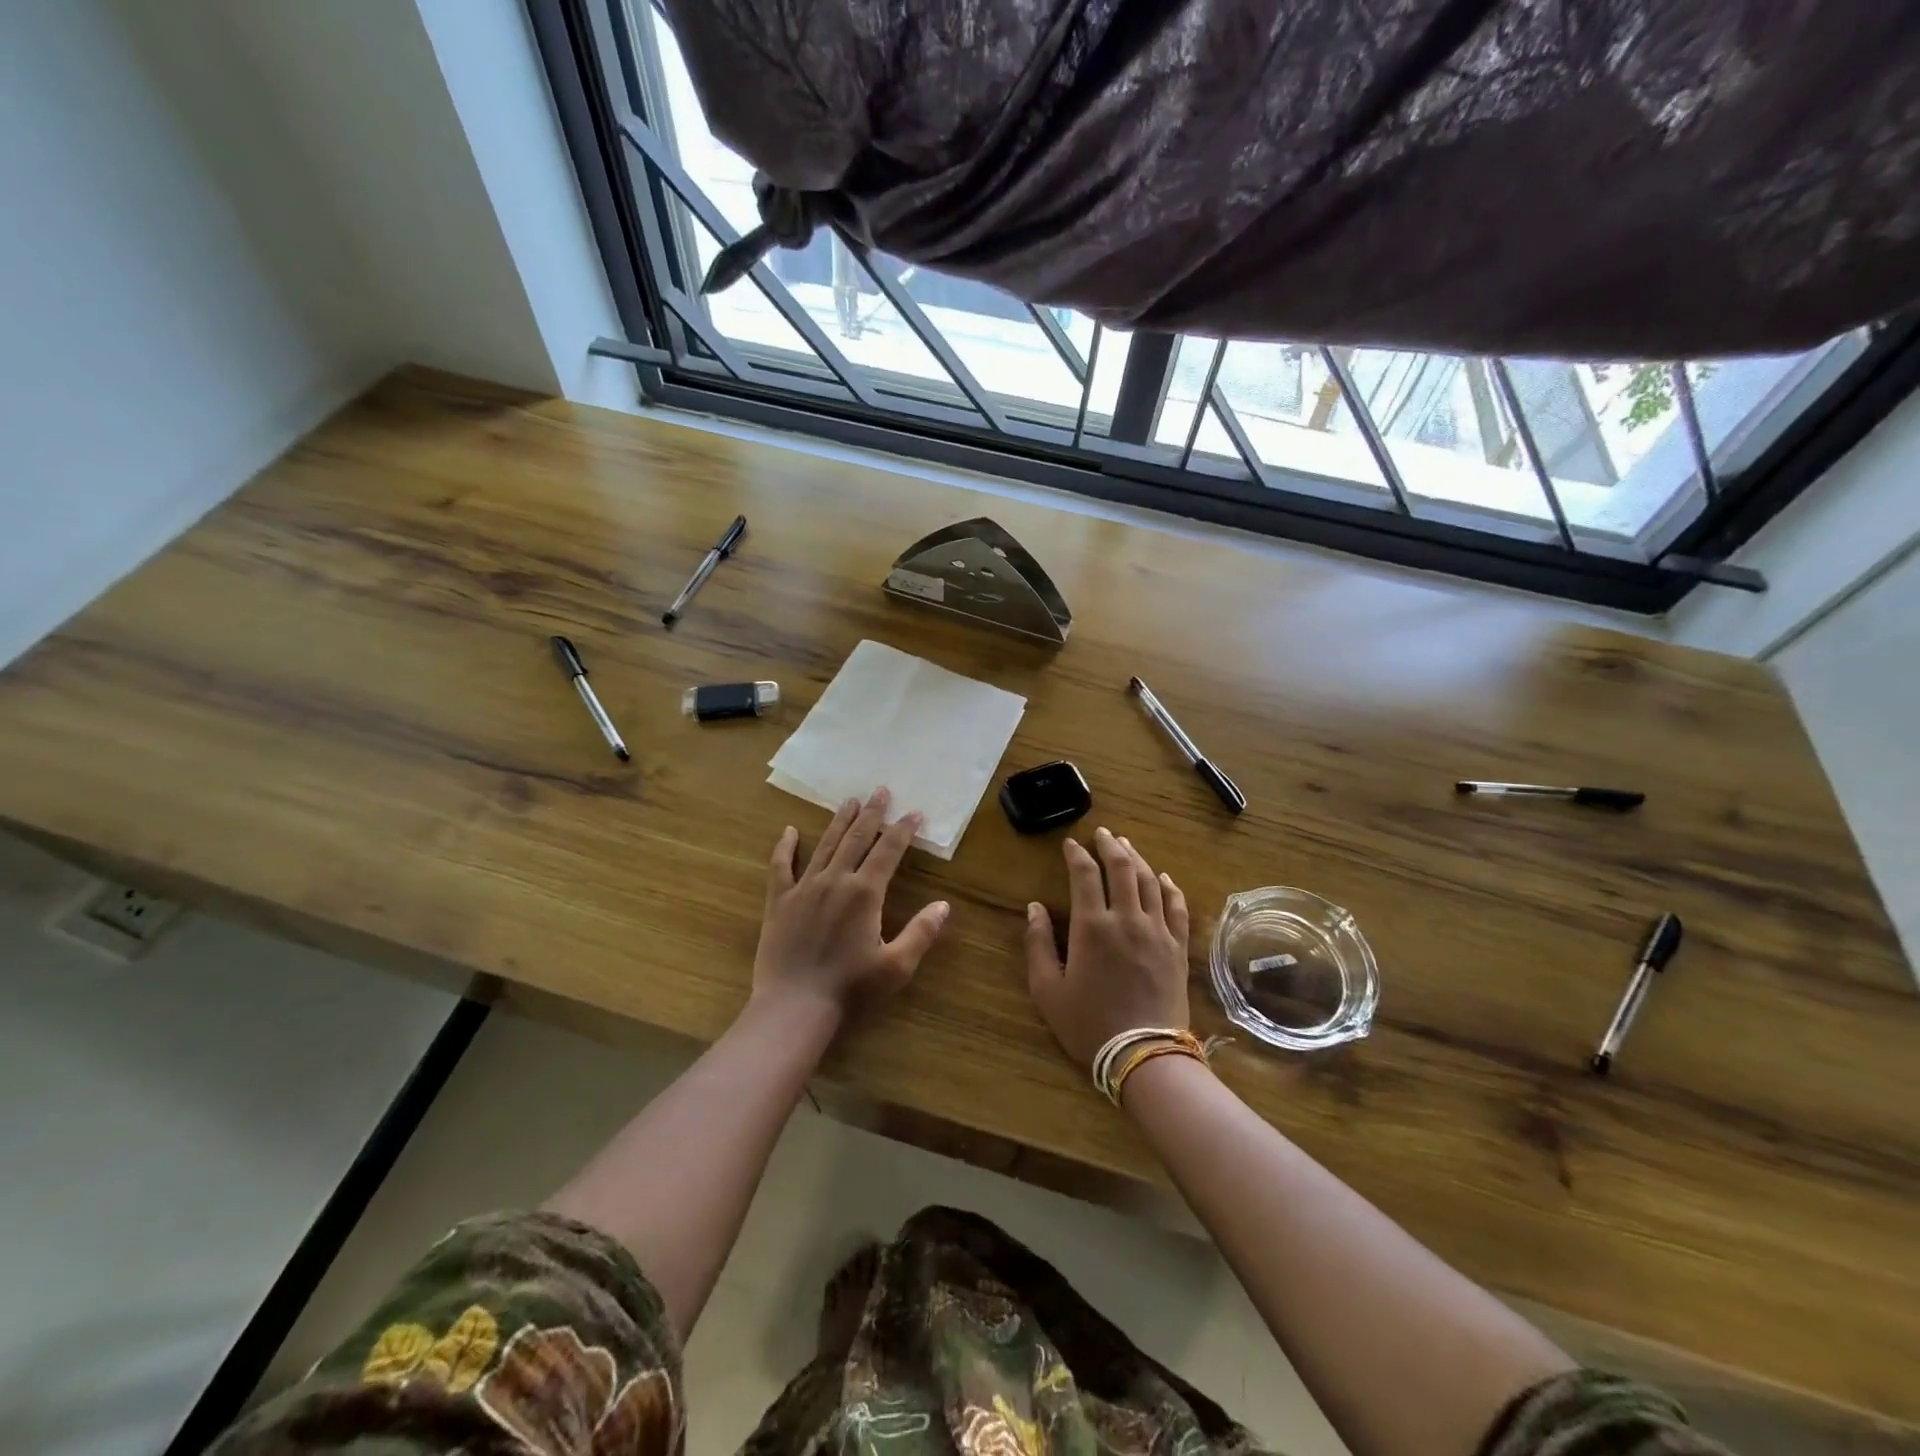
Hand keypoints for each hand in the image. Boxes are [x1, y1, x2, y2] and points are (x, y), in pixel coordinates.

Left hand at [754, 787, 950, 1022]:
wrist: (794, 1009)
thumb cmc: (850, 990)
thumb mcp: (896, 967)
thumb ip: (921, 932)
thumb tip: (943, 905)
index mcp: (865, 893)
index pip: (888, 851)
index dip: (903, 830)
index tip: (914, 812)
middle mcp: (835, 880)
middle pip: (856, 838)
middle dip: (872, 814)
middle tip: (881, 791)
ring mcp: (804, 888)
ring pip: (825, 845)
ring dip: (839, 821)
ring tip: (850, 801)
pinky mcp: (779, 901)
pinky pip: (781, 866)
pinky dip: (785, 847)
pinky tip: (789, 831)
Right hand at [1025, 827, 1190, 1069]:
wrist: (1144, 1055)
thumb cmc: (1089, 1024)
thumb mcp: (1048, 990)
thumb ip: (1038, 944)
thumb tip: (1034, 907)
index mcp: (1092, 926)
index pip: (1085, 875)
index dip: (1077, 855)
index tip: (1070, 844)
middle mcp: (1127, 919)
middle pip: (1122, 868)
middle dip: (1110, 846)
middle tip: (1102, 833)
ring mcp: (1157, 931)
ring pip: (1150, 881)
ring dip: (1137, 858)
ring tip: (1127, 845)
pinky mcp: (1177, 947)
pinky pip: (1177, 907)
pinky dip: (1169, 886)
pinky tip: (1163, 877)